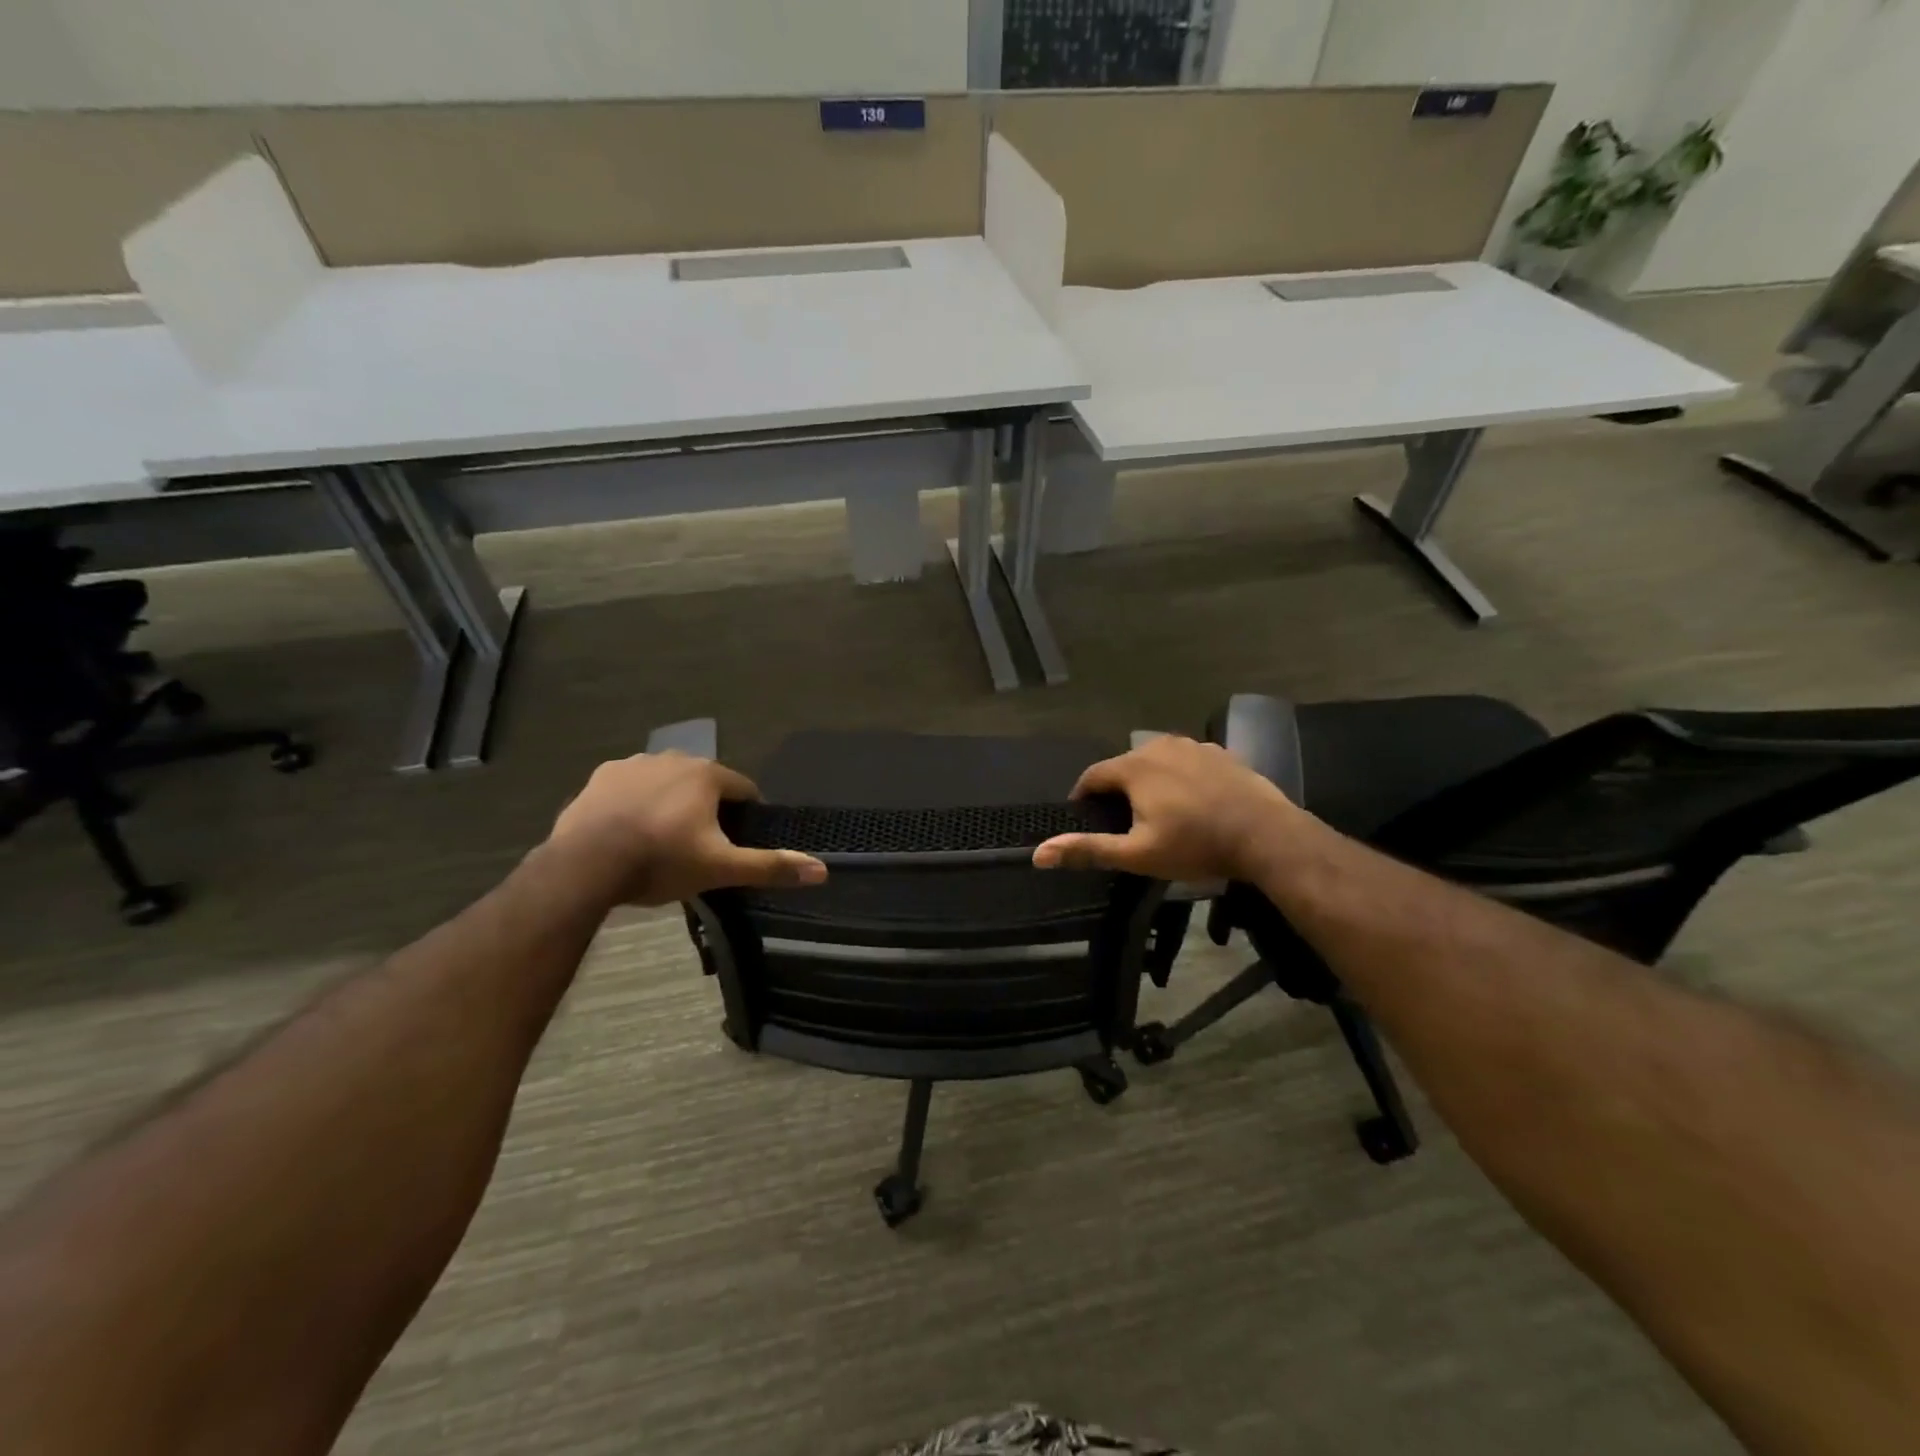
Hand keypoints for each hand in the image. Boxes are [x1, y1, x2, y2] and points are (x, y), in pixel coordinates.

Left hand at [547, 752, 826, 905]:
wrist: (586, 866)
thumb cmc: (661, 861)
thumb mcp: (721, 868)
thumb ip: (770, 866)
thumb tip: (822, 870)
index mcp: (706, 775)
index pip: (743, 789)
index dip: (745, 815)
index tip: (737, 841)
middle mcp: (673, 758)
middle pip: (704, 783)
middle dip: (707, 808)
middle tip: (698, 845)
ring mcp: (634, 764)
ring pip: (667, 782)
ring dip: (671, 802)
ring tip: (661, 839)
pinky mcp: (600, 777)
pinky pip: (631, 786)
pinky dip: (636, 802)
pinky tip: (629, 829)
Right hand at [1032, 735, 1302, 882]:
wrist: (1266, 836)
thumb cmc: (1196, 845)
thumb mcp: (1138, 855)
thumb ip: (1088, 849)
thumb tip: (1039, 854)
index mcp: (1134, 767)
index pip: (1093, 775)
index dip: (1083, 797)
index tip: (1084, 818)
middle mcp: (1159, 746)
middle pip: (1124, 765)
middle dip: (1116, 790)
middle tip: (1121, 822)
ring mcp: (1193, 746)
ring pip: (1156, 761)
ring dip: (1148, 781)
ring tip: (1155, 811)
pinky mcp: (1221, 753)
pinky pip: (1186, 761)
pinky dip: (1179, 777)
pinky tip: (1191, 801)